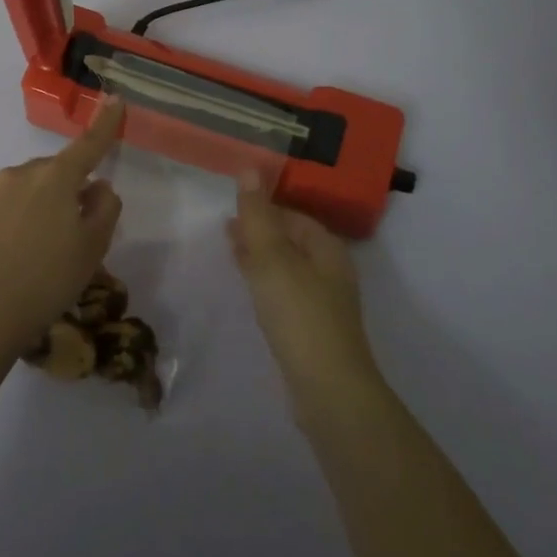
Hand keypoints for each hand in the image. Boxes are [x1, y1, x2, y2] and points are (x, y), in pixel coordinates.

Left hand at [0, 98, 125, 356]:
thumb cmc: (50, 277)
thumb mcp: (94, 245)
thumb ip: (105, 207)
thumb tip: (98, 186)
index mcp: (56, 177)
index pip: (88, 145)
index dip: (105, 124)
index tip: (115, 100)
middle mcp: (23, 174)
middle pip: (58, 172)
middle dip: (71, 189)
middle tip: (79, 230)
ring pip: (33, 189)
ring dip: (46, 205)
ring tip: (48, 249)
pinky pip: (12, 206)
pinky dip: (24, 219)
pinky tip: (24, 253)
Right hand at [227, 178, 377, 394]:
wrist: (328, 389)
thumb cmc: (299, 314)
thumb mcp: (272, 258)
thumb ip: (258, 215)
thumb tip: (249, 168)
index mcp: (326, 248)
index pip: (293, 216)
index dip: (264, 209)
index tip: (233, 209)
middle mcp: (330, 270)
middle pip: (292, 241)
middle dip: (261, 232)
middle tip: (226, 230)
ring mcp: (324, 302)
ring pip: (287, 268)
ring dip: (261, 257)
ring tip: (231, 254)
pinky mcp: (313, 329)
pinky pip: (285, 293)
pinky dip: (265, 283)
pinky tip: (251, 290)